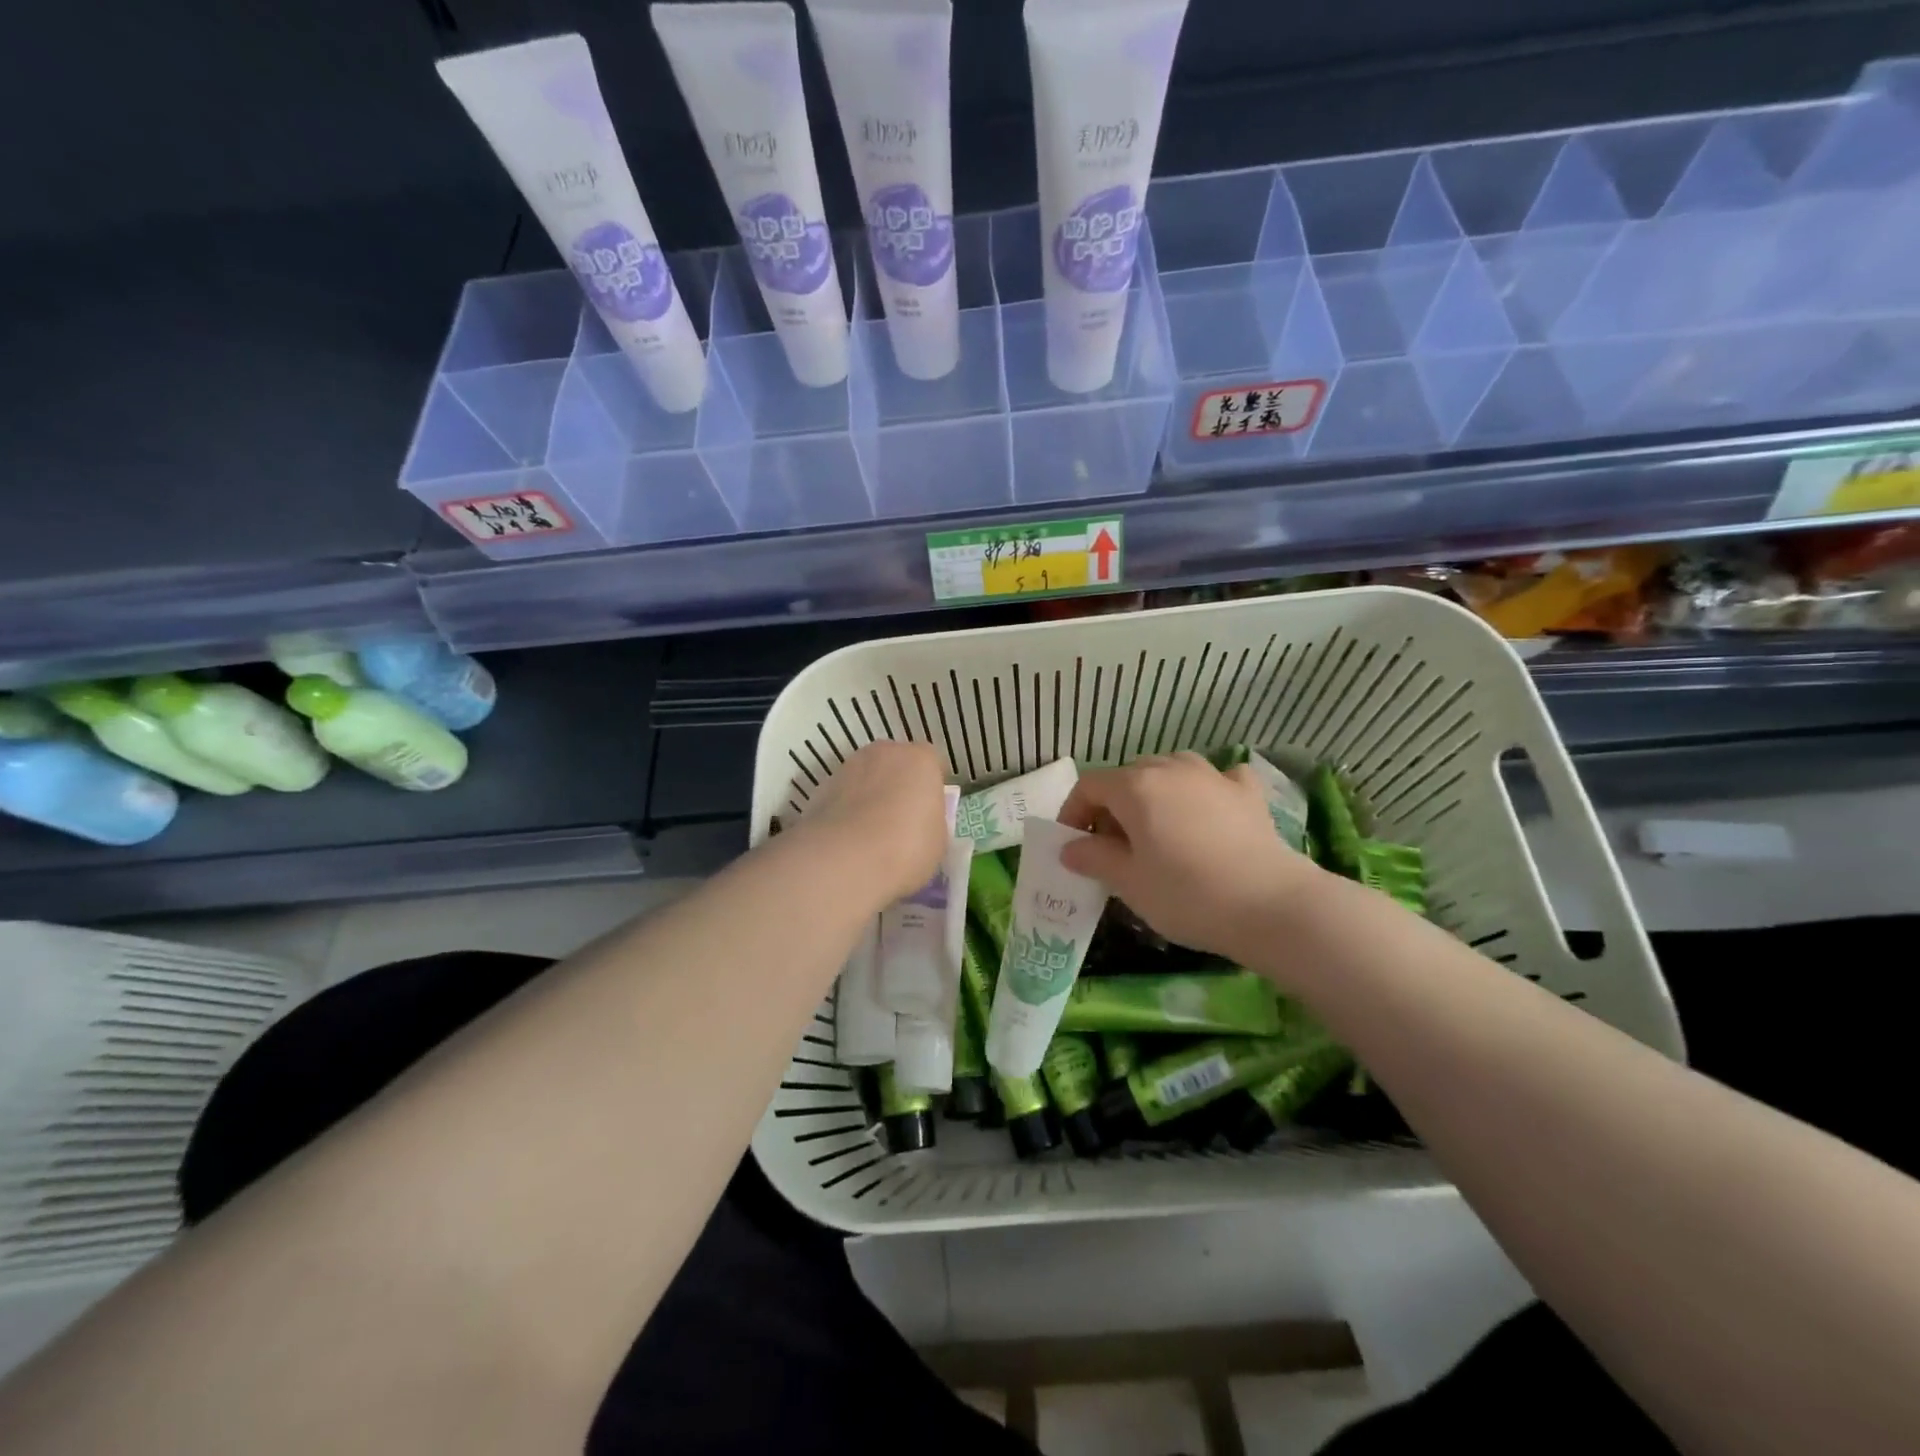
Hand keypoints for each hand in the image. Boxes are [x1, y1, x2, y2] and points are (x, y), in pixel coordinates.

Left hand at [795, 739, 951, 906]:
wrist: (845, 859)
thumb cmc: (907, 847)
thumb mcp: (938, 840)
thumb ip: (931, 821)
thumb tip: (920, 822)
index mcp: (920, 759)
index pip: (932, 762)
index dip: (932, 786)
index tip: (931, 809)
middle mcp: (884, 752)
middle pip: (896, 763)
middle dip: (899, 784)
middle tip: (901, 819)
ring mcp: (849, 766)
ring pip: (866, 777)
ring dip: (870, 795)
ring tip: (871, 832)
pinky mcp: (821, 787)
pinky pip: (843, 795)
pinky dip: (846, 810)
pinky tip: (848, 838)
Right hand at [1056, 752, 1327, 962]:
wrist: (1272, 905)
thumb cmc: (1187, 894)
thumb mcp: (1128, 883)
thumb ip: (1093, 858)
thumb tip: (1069, 847)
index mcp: (1135, 786)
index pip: (1089, 786)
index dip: (1073, 813)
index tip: (1073, 846)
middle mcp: (1171, 768)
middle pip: (1127, 777)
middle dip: (1112, 807)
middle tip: (1113, 848)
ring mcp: (1213, 775)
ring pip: (1169, 772)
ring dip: (1154, 796)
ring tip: (1158, 832)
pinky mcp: (1247, 792)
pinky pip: (1214, 780)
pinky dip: (1203, 792)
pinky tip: (1208, 814)